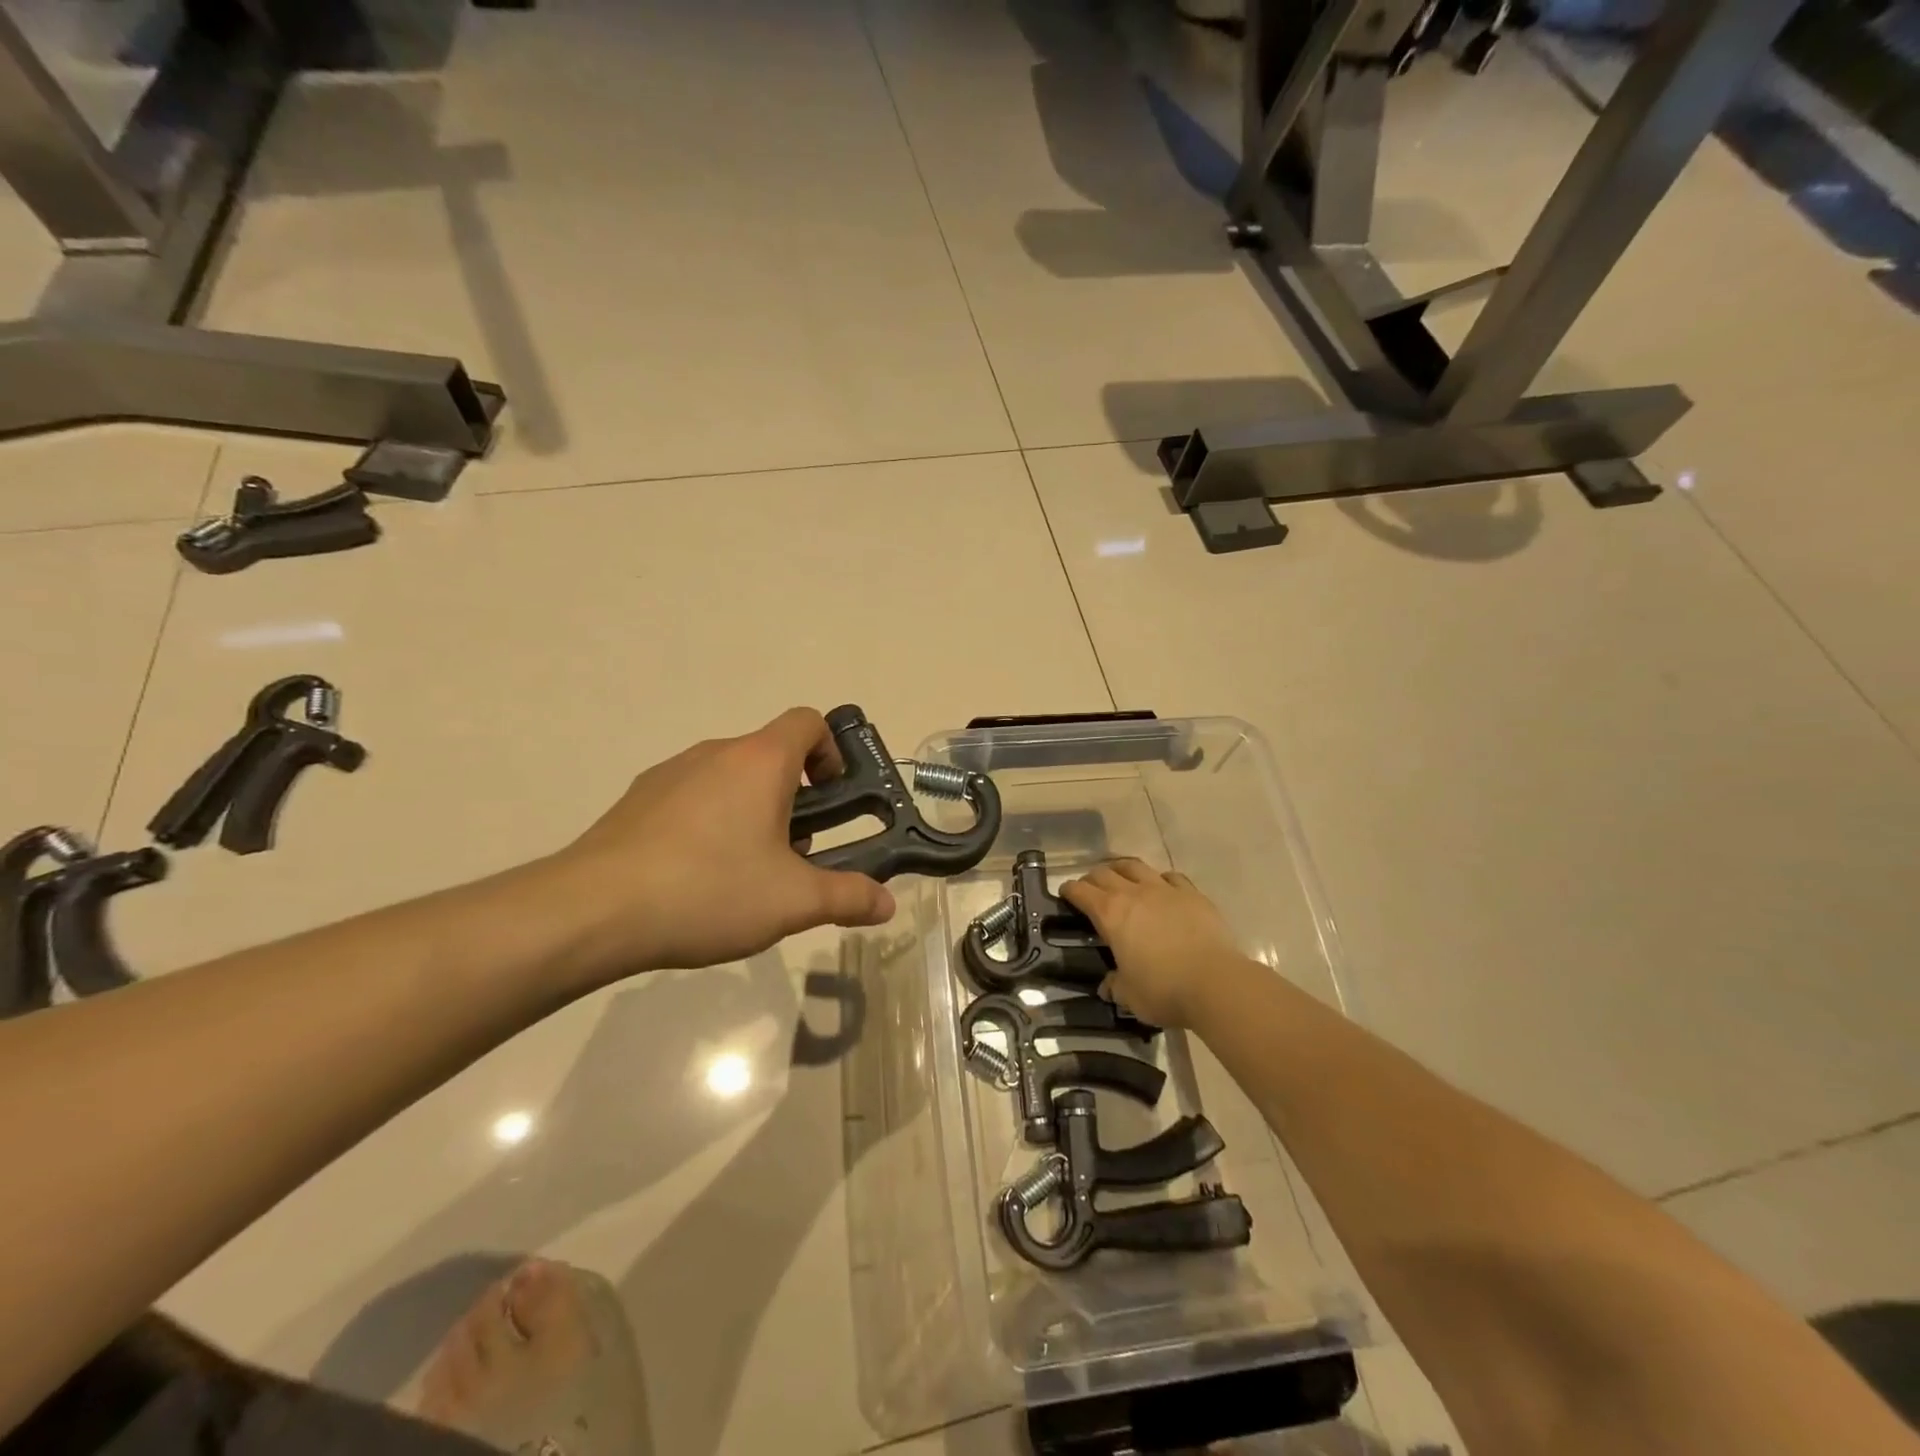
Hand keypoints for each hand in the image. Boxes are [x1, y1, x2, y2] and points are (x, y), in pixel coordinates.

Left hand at [553, 708, 895, 980]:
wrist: (593, 911)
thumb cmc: (709, 890)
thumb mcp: (792, 901)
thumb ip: (848, 897)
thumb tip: (888, 905)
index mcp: (759, 761)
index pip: (808, 722)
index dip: (832, 751)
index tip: (834, 798)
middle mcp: (716, 753)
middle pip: (770, 755)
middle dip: (795, 797)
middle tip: (797, 852)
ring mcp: (670, 773)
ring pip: (730, 778)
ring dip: (752, 810)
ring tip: (746, 872)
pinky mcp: (637, 800)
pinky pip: (691, 798)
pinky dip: (709, 822)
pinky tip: (697, 876)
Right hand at [1059, 860, 1244, 1027]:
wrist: (1215, 982)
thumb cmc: (1164, 990)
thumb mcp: (1130, 996)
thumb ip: (1115, 986)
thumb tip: (1107, 986)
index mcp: (1110, 914)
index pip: (1081, 892)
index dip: (1070, 890)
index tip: (1065, 893)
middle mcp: (1134, 893)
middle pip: (1105, 873)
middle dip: (1092, 878)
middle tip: (1090, 888)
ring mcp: (1164, 889)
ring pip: (1136, 866)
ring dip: (1122, 869)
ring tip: (1120, 876)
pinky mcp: (1192, 894)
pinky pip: (1170, 877)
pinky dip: (1160, 879)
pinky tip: (1162, 888)